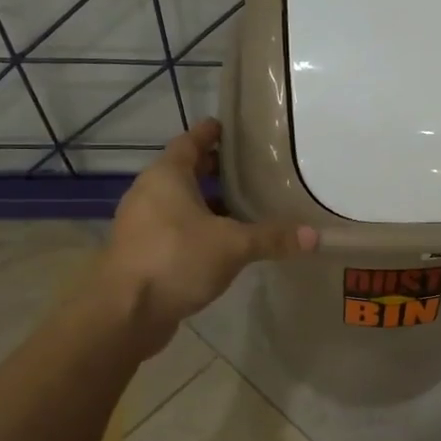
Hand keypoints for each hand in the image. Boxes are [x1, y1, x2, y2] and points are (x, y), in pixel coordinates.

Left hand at [96, 118, 316, 351]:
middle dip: (214, 169)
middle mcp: (149, 193)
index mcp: (166, 176)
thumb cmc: (176, 260)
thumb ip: (271, 237)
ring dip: (207, 202)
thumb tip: (315, 235)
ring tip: (244, 206)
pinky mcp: (142, 253)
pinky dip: (198, 228)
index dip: (211, 133)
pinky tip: (224, 243)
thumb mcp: (232, 246)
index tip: (231, 128)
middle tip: (249, 168)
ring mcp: (142, 224)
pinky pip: (174, 229)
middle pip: (185, 171)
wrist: (124, 313)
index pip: (190, 142)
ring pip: (179, 203)